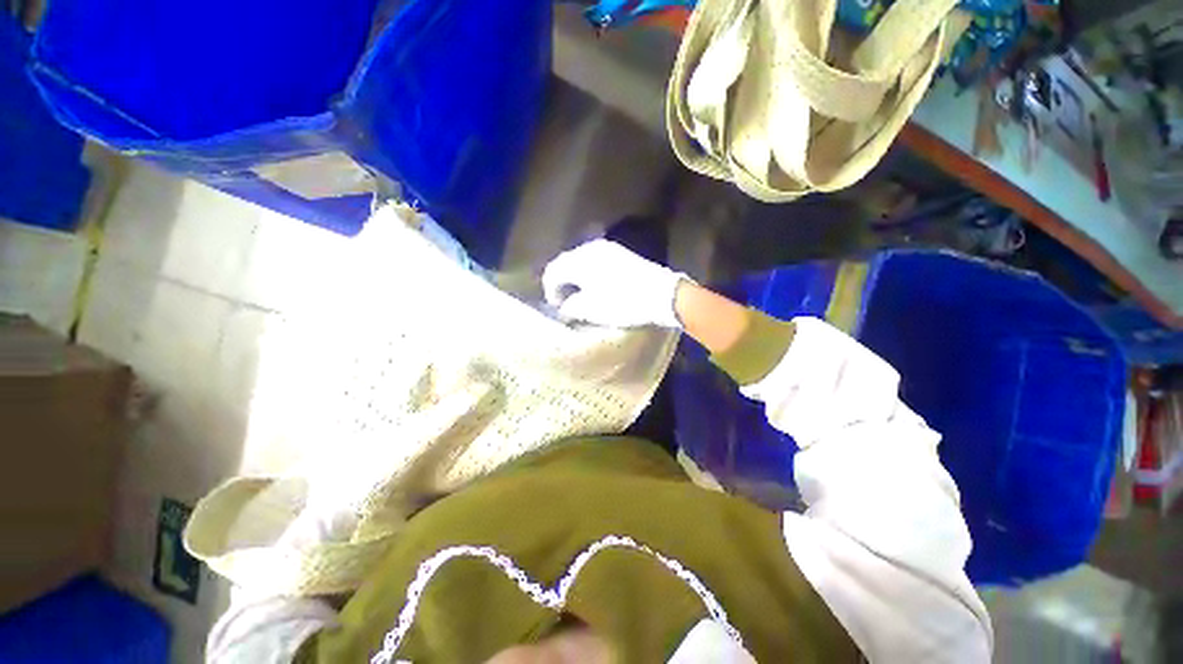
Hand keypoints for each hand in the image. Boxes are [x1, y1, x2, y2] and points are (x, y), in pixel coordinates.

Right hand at [542, 239, 686, 328]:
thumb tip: (564, 308)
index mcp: (580, 261)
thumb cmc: (623, 303)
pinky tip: (595, 284)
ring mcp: (607, 248)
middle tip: (565, 301)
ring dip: (576, 276)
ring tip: (580, 294)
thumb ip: (571, 308)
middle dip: (562, 282)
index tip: (556, 307)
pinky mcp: (620, 252)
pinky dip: (589, 271)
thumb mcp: (592, 310)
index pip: (554, 271)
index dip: (550, 290)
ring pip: (581, 260)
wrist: (661, 295)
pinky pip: (596, 259)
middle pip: (566, 262)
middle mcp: (590, 248)